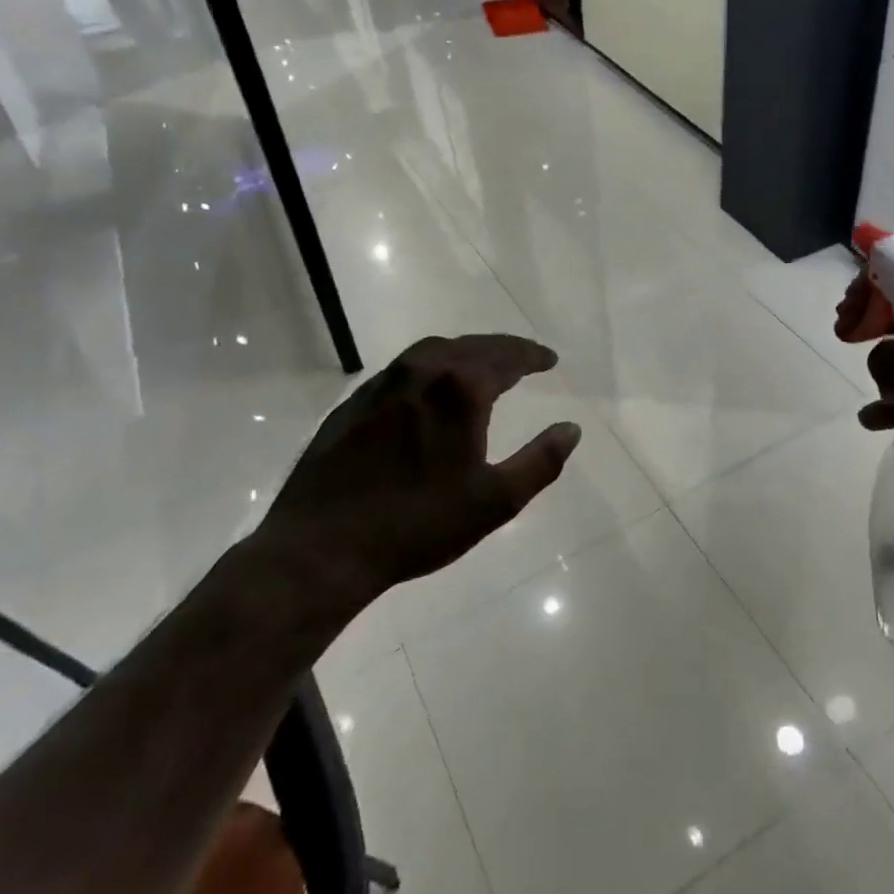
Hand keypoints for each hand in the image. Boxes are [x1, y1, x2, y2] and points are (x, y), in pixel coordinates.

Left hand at [256, 335, 581, 601]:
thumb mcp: (495, 501)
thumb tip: (571, 429)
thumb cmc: (418, 525)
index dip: (533, 356)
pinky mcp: (354, 402)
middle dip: (503, 349)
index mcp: (459, 389)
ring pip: (434, 351)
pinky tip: (432, 390)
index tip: (551, 360)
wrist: (322, 547)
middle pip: (472, 346)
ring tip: (484, 366)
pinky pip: (404, 369)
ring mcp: (382, 384)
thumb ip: (541, 461)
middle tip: (525, 359)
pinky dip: (431, 367)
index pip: (507, 357)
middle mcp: (421, 372)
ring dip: (466, 352)